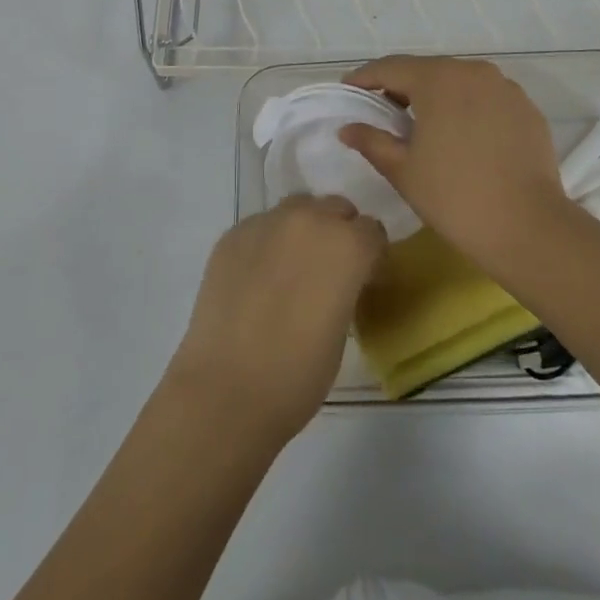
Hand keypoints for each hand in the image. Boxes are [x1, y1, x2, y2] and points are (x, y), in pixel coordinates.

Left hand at [166, 196, 385, 445]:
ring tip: (292, 269)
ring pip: (297, 209)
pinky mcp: (232, 234)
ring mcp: (265, 222)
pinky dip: (267, 243)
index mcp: (346, 244)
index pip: (372, 231)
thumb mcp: (343, 327)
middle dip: (339, 233)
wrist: (226, 390)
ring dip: (303, 230)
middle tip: (329, 273)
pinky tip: (257, 279)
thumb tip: (338, 279)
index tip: (363, 280)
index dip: (371, 256)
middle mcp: (308, 220)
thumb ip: (346, 286)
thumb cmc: (298, 373)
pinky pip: (261, 226)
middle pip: (335, 208)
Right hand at [338, 55, 573, 265]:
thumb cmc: (454, 196)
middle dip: (401, 85)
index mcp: (438, 79)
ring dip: (435, 95)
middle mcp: (473, 71)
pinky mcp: (526, 108)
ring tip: (421, 123)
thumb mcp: (403, 170)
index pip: (391, 68)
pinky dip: (466, 107)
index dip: (365, 78)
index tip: (348, 89)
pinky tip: (460, 135)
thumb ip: (372, 141)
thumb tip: (348, 128)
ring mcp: (505, 88)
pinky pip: (486, 98)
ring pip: (458, 81)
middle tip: (381, 109)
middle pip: (426, 70)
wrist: (528, 227)